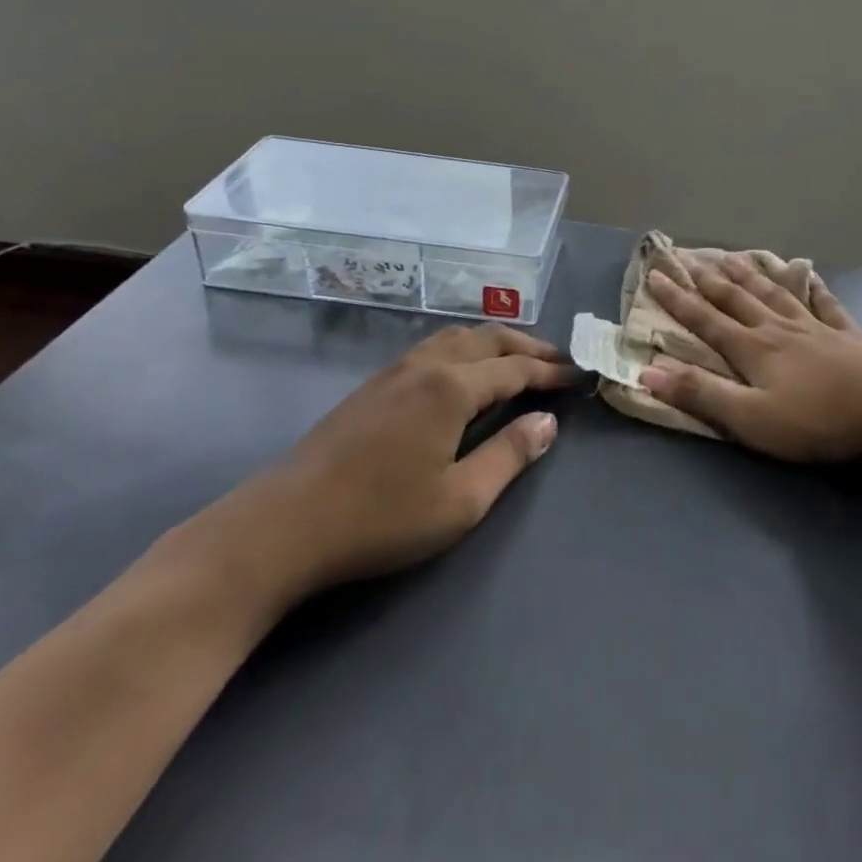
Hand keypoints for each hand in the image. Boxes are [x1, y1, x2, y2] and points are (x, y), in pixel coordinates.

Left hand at [186, 325, 575, 612]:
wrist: (284, 525)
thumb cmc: (380, 517)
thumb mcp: (460, 500)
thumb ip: (509, 456)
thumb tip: (548, 423)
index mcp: (452, 387)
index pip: (515, 369)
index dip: (550, 372)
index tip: (577, 377)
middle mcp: (427, 365)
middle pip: (488, 339)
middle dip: (527, 347)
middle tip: (557, 361)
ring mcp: (395, 371)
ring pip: (456, 336)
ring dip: (494, 342)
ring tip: (516, 359)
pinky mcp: (372, 386)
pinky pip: (432, 348)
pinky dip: (464, 348)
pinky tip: (463, 373)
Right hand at [639, 256, 861, 463]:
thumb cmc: (816, 419)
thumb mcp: (750, 418)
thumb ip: (701, 394)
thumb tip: (648, 372)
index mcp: (753, 349)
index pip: (706, 319)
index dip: (678, 299)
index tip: (656, 275)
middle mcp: (778, 329)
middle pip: (737, 298)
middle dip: (708, 279)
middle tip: (688, 257)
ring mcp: (815, 327)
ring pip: (775, 293)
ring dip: (751, 275)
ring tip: (734, 257)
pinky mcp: (846, 334)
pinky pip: (824, 303)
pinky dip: (813, 288)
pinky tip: (809, 276)